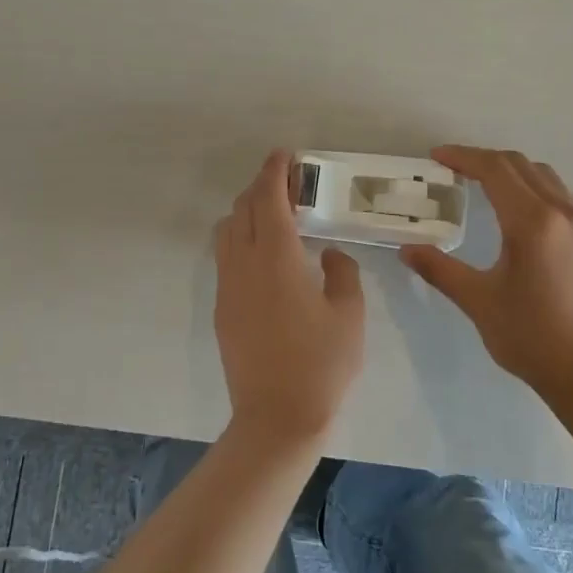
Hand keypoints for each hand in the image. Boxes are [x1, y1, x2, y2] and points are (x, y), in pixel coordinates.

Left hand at [214, 150, 365, 443]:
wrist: (277, 416)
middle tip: (288, 183)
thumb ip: (342, 273)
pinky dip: (240, 240)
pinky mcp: (223, 310)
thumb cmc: (322, 363)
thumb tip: (329, 256)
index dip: (274, 172)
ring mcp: (228, 288)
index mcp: (277, 258)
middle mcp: (243, 265)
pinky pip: (225, 258)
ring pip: (226, 232)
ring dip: (247, 213)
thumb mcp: (349, 314)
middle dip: (261, 187)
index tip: (285, 155)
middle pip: (242, 209)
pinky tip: (265, 256)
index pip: (268, 200)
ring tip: (275, 217)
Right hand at [400, 146, 572, 396]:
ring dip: (510, 170)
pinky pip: (558, 193)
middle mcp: (561, 211)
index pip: (495, 170)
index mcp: (532, 222)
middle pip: (520, 165)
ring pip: (543, 175)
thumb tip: (406, 249)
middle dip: (484, 160)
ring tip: (480, 183)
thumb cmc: (530, 336)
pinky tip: (514, 210)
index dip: (463, 158)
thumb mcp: (478, 301)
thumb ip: (440, 269)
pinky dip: (531, 186)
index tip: (436, 157)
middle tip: (451, 169)